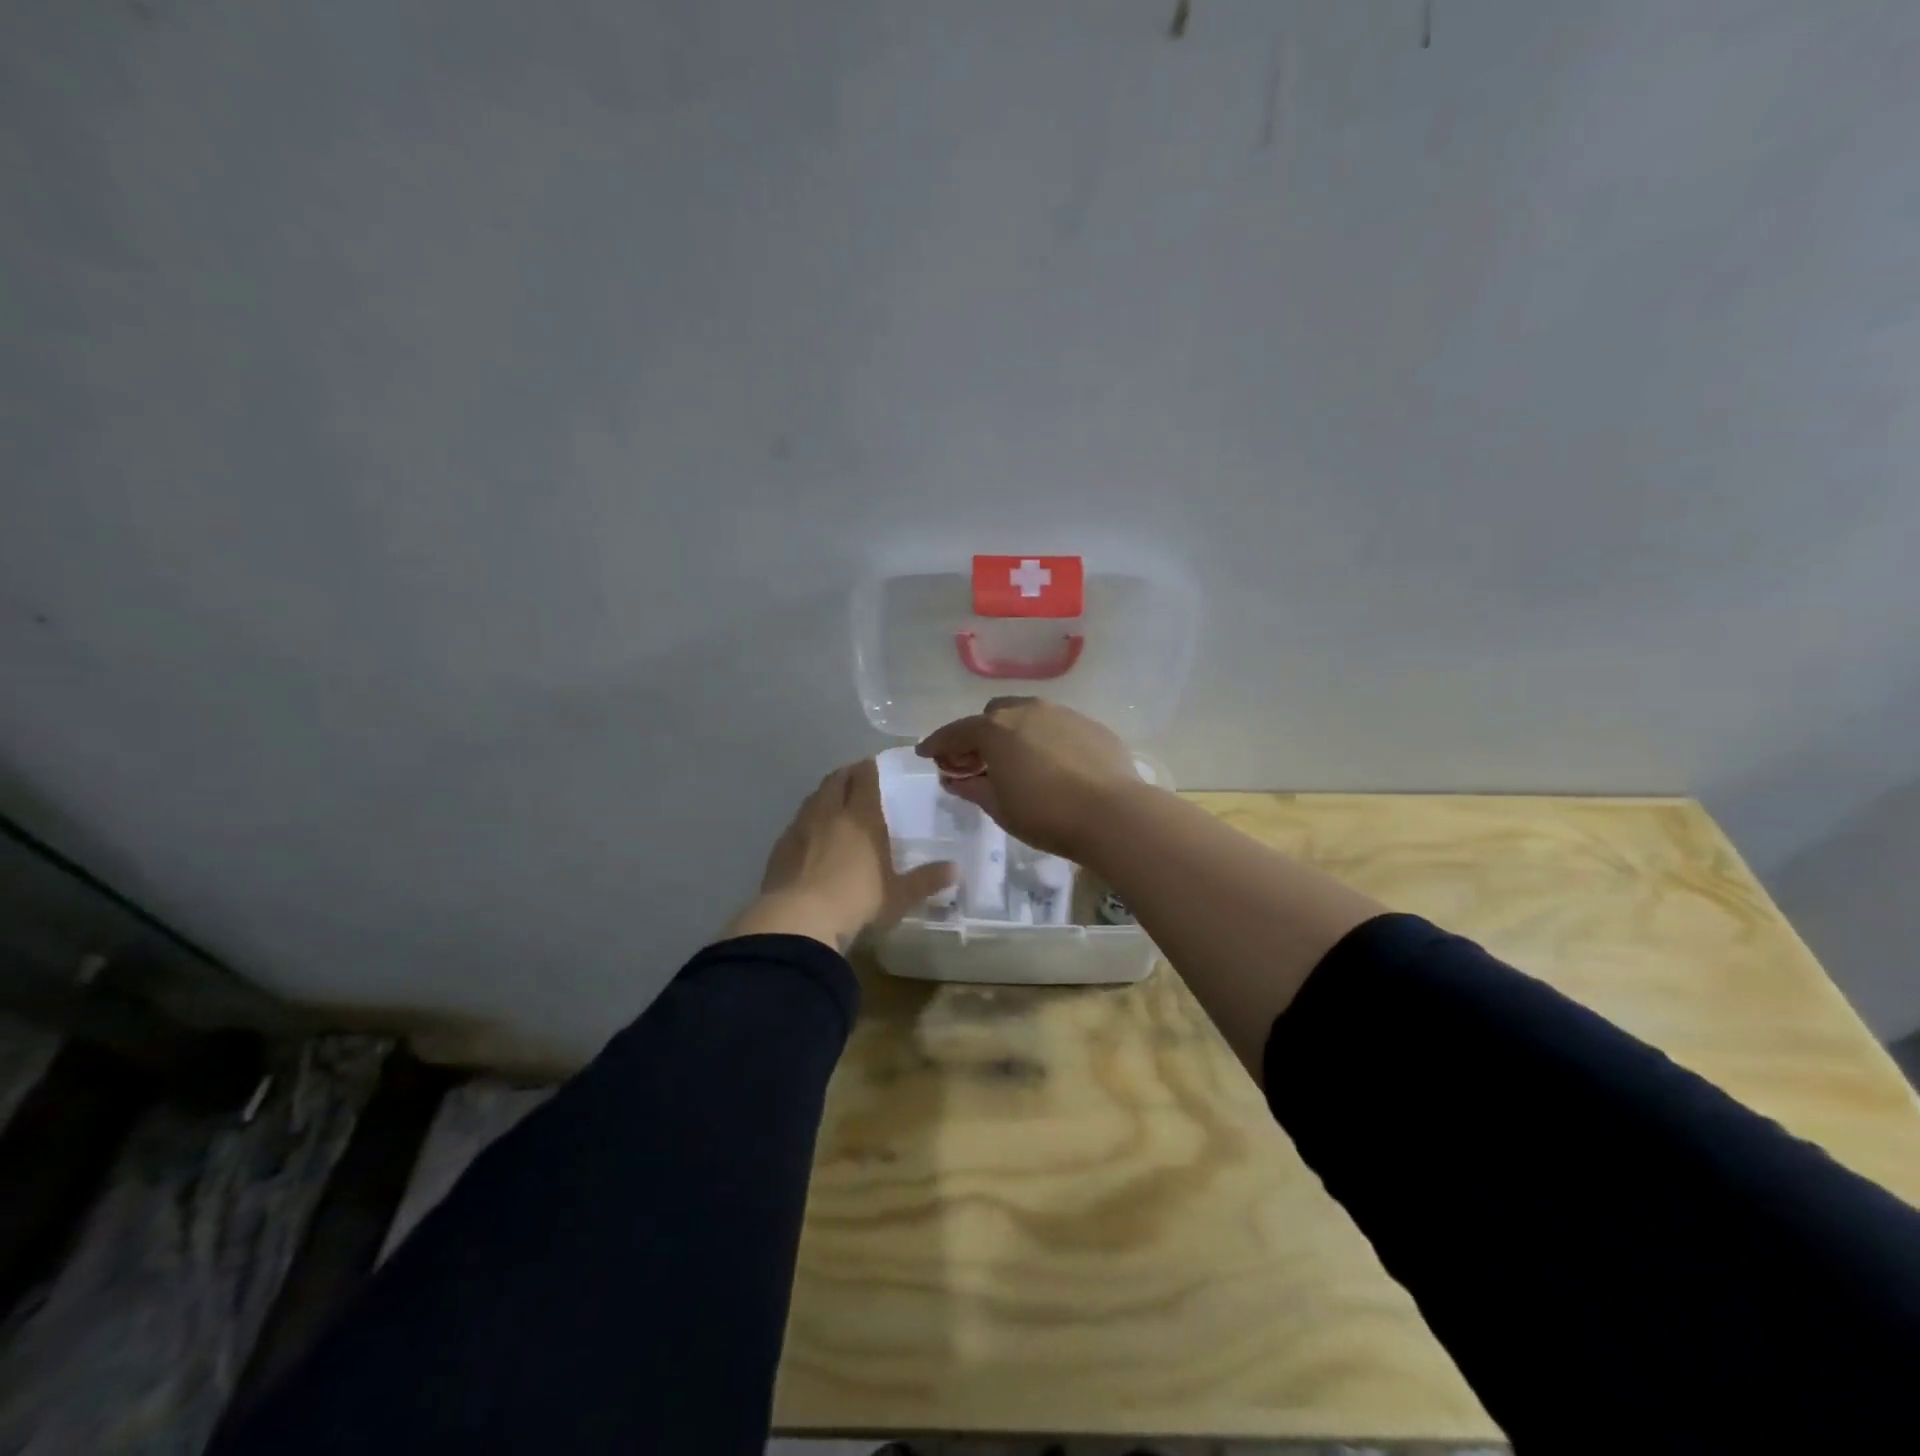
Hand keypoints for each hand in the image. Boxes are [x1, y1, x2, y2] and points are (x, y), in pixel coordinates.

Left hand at [725, 760, 954, 951]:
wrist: (798, 919)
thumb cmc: (856, 900)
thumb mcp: (898, 895)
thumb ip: (926, 880)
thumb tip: (957, 870)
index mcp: (861, 816)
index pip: (864, 777)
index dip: (869, 768)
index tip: (874, 766)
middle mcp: (829, 812)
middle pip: (836, 780)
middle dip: (846, 774)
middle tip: (856, 779)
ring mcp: (800, 827)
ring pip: (813, 798)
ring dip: (825, 795)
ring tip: (834, 804)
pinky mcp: (780, 846)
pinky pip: (797, 823)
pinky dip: (807, 821)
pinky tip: (811, 836)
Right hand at [914, 696, 1142, 861]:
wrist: (1114, 814)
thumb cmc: (1046, 815)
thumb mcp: (1000, 808)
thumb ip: (973, 788)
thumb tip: (955, 779)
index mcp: (996, 730)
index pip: (957, 731)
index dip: (938, 743)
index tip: (926, 753)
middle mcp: (1027, 711)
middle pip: (993, 715)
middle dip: (980, 735)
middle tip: (977, 762)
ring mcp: (1063, 714)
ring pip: (1028, 716)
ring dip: (1014, 734)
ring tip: (1017, 762)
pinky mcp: (1091, 725)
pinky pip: (1057, 727)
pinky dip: (1045, 740)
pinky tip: (1053, 765)